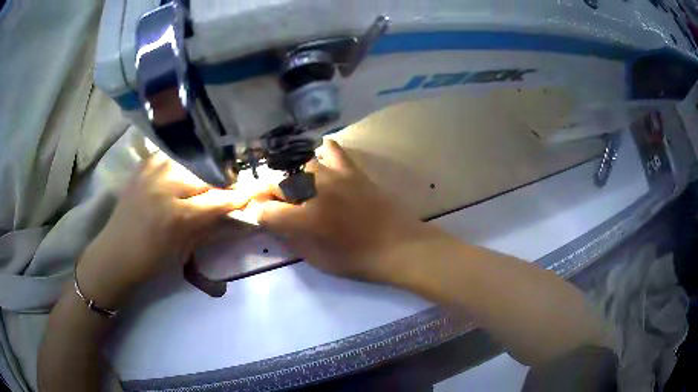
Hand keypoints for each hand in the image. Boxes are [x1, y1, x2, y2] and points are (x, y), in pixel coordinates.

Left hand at [77, 154, 249, 307]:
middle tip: (224, 193)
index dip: (237, 197)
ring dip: (201, 174)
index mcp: (177, 215)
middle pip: (206, 176)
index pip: (218, 199)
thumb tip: (236, 217)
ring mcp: (153, 170)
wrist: (115, 253)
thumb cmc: (151, 261)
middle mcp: (166, 185)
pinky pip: (172, 157)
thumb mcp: (185, 250)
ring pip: (191, 163)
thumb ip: (211, 229)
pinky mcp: (144, 164)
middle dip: (219, 185)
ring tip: (202, 185)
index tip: (251, 195)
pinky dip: (182, 164)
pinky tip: (182, 175)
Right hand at [251, 140, 432, 280]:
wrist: (400, 246)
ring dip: (288, 177)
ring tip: (291, 188)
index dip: (257, 214)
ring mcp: (334, 175)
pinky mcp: (352, 170)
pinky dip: (320, 153)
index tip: (258, 217)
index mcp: (306, 218)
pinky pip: (331, 150)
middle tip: (269, 203)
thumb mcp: (318, 259)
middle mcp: (315, 191)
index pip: (266, 210)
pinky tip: (317, 161)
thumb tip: (272, 223)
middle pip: (276, 182)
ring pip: (297, 165)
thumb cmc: (359, 260)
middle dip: (266, 193)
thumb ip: (290, 239)